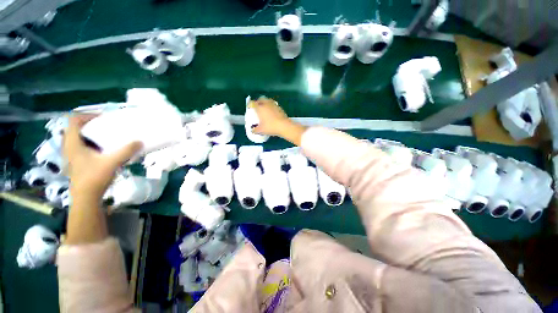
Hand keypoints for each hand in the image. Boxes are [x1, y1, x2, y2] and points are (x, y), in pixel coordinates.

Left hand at [63, 114, 141, 202]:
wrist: (86, 197)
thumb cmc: (94, 177)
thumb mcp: (112, 162)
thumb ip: (126, 151)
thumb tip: (140, 141)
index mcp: (73, 143)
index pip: (73, 120)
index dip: (87, 115)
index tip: (103, 119)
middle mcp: (69, 146)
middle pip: (76, 128)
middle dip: (90, 125)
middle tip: (106, 127)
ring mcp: (72, 155)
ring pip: (78, 137)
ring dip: (91, 134)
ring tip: (106, 137)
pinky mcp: (76, 161)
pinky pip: (81, 146)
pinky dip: (91, 143)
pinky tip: (103, 150)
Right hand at [250, 97, 306, 145]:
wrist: (284, 126)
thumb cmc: (270, 127)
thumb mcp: (261, 130)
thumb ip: (255, 130)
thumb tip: (252, 131)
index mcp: (260, 108)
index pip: (252, 103)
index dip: (250, 104)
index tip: (249, 108)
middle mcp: (266, 104)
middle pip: (260, 99)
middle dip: (258, 102)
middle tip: (257, 107)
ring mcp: (274, 105)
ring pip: (268, 101)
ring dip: (265, 103)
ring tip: (264, 109)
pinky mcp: (280, 107)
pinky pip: (273, 105)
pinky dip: (271, 107)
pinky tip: (272, 113)